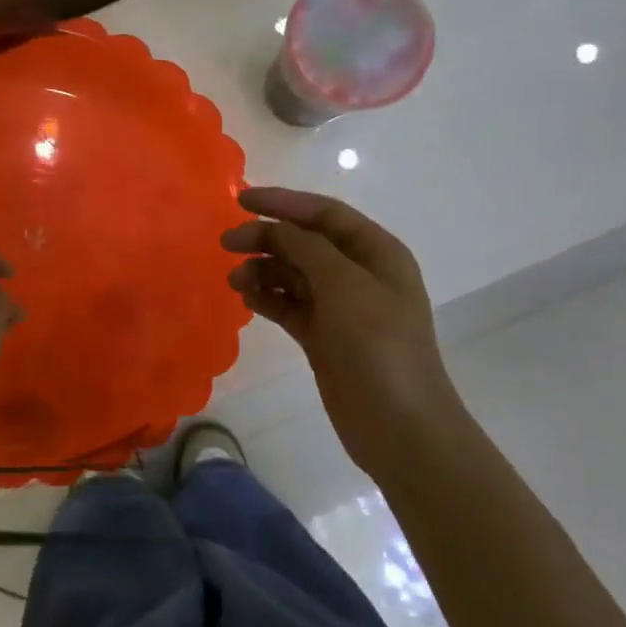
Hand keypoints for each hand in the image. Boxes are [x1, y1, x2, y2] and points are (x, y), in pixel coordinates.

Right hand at [221, 186, 469, 474]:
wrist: (399, 426)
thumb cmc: (378, 346)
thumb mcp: (344, 286)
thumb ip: (307, 249)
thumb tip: (274, 228)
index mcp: (376, 253)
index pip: (325, 214)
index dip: (284, 203)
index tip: (241, 200)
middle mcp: (358, 275)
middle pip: (305, 242)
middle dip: (266, 238)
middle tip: (226, 243)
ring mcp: (340, 308)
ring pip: (293, 275)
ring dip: (263, 270)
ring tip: (235, 281)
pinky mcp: (323, 337)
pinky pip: (289, 306)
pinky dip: (267, 299)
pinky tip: (246, 299)